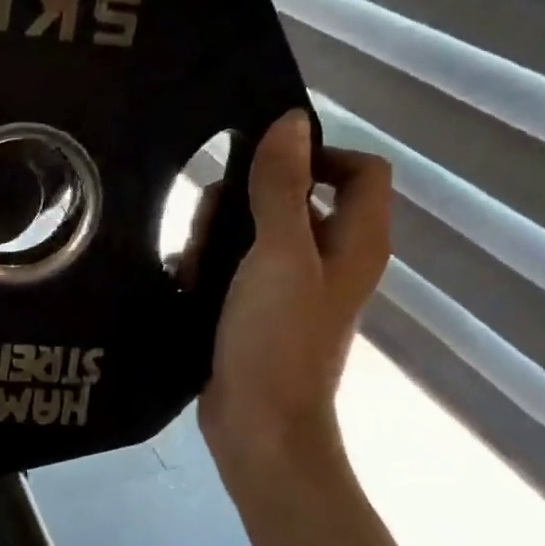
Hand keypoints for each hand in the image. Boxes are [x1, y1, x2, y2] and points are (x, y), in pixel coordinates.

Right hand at [197, 109, 391, 464]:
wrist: (257, 424)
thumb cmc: (276, 338)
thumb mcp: (278, 254)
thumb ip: (282, 187)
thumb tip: (291, 120)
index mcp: (356, 240)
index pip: (359, 169)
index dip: (317, 155)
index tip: (264, 165)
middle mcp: (332, 257)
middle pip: (298, 197)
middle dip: (247, 200)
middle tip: (210, 223)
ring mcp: (295, 286)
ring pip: (258, 230)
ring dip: (220, 235)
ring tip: (191, 260)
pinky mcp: (260, 308)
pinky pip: (238, 264)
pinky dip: (212, 264)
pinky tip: (185, 278)